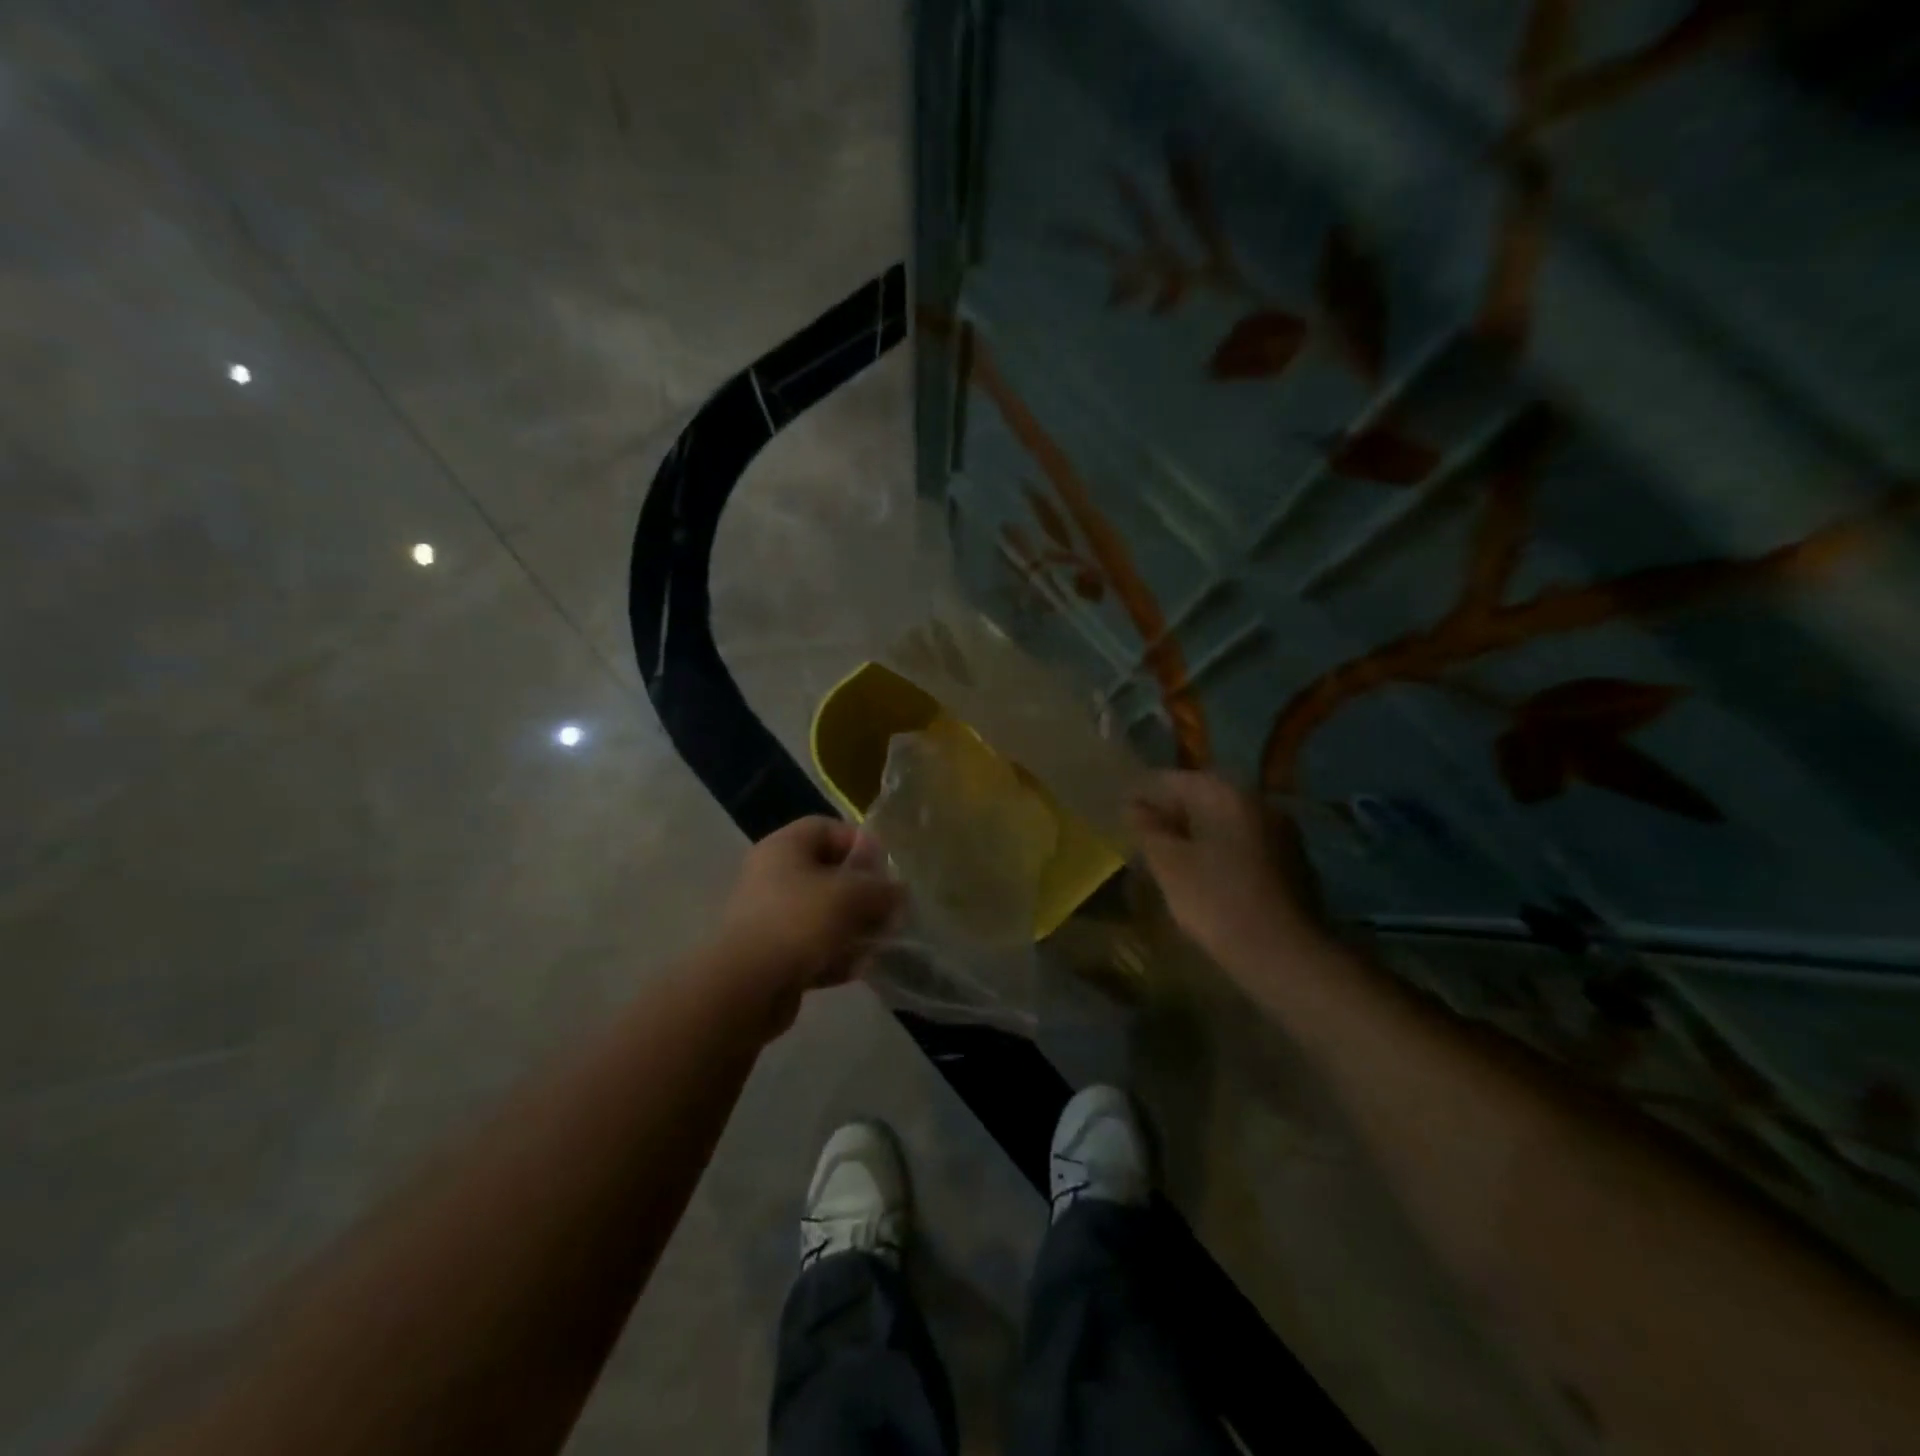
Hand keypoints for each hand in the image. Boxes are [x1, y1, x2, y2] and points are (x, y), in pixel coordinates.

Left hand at [718, 817, 904, 1020]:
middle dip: (864, 893)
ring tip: (878, 943)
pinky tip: (856, 969)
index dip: (861, 844)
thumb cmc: (798, 922)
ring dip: (854, 928)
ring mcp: (770, 917)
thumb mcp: (852, 895)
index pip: (828, 829)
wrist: (745, 988)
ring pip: (824, 914)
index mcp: (784, 847)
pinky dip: (835, 956)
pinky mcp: (772, 955)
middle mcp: (773, 876)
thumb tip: (899, 891)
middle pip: (829, 874)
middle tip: (889, 912)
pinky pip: (813, 947)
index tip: (886, 871)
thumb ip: (882, 889)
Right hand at [1128, 771, 1325, 971]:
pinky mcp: (1293, 865)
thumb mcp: (1169, 864)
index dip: (1148, 791)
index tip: (1124, 809)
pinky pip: (1246, 845)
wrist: (1284, 954)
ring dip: (1199, 833)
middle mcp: (1261, 804)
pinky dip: (1222, 851)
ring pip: (1228, 823)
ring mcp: (1283, 834)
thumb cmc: (1216, 901)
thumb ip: (1149, 829)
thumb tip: (1134, 805)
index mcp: (1230, 796)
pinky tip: (1205, 874)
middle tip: (1144, 833)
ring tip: (1170, 855)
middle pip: (1208, 798)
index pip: (1180, 779)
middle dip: (1174, 812)